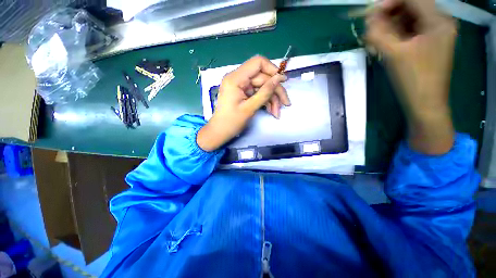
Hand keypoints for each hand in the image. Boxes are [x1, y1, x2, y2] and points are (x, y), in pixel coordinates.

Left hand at [197, 56, 289, 151]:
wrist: (220, 132)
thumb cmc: (231, 122)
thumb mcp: (250, 108)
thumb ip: (265, 92)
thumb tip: (279, 78)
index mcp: (235, 78)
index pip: (258, 63)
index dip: (272, 70)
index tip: (283, 82)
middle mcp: (238, 78)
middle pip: (263, 78)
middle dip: (275, 91)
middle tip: (285, 104)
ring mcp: (241, 86)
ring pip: (262, 87)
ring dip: (272, 99)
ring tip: (277, 113)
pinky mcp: (243, 93)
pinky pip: (258, 93)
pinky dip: (266, 101)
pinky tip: (271, 111)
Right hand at [366, 0, 455, 154]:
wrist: (424, 105)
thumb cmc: (413, 80)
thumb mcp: (393, 53)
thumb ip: (378, 32)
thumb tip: (368, 17)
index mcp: (438, 20)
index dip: (389, 2)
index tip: (370, 14)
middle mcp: (439, 22)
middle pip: (410, 7)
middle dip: (389, 16)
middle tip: (371, 31)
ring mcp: (435, 33)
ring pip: (409, 19)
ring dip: (390, 27)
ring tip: (376, 41)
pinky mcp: (429, 44)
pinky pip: (410, 31)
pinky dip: (396, 35)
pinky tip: (386, 45)